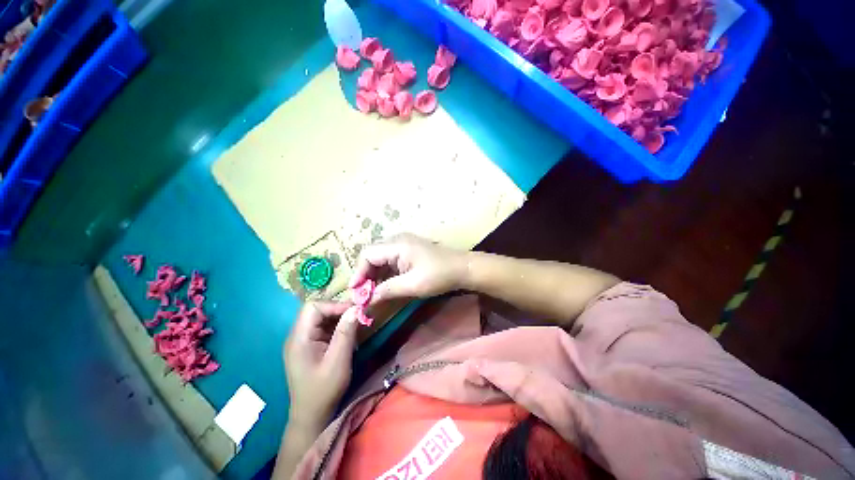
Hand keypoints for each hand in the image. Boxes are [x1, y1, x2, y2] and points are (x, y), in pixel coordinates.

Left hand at [284, 302, 359, 429]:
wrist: (311, 416)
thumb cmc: (324, 390)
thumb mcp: (338, 361)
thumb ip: (346, 333)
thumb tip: (356, 308)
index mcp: (299, 339)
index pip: (313, 307)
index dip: (334, 305)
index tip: (354, 311)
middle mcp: (297, 336)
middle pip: (316, 310)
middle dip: (338, 309)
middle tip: (357, 315)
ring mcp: (302, 341)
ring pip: (320, 318)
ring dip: (338, 317)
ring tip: (355, 322)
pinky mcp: (308, 346)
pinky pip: (322, 328)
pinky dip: (336, 326)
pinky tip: (347, 333)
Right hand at [349, 233, 467, 303]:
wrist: (462, 268)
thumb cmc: (439, 275)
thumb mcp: (413, 285)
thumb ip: (387, 290)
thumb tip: (367, 300)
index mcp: (397, 244)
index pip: (367, 254)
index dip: (359, 272)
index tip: (356, 292)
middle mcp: (397, 240)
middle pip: (372, 255)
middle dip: (365, 274)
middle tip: (364, 294)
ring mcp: (403, 244)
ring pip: (380, 258)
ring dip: (374, 275)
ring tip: (372, 293)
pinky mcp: (408, 250)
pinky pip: (390, 259)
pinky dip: (384, 272)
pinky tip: (385, 285)